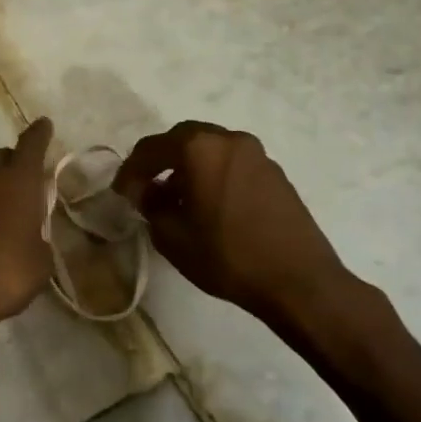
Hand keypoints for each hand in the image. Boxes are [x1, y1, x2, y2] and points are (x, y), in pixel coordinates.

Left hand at [0, 118, 55, 354]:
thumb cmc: (1, 276)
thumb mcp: (39, 264)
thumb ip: (40, 238)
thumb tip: (32, 234)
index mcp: (17, 181)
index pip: (31, 145)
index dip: (40, 134)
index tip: (44, 124)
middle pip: (2, 157)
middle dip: (15, 164)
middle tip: (25, 186)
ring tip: (0, 212)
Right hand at [113, 120, 366, 352]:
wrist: (299, 282)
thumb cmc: (228, 256)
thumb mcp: (172, 236)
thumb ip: (151, 206)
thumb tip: (147, 192)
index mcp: (200, 148)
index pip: (151, 148)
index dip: (130, 170)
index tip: (121, 192)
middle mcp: (229, 140)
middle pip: (183, 139)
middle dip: (160, 161)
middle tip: (146, 187)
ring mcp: (257, 154)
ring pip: (210, 149)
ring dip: (188, 167)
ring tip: (177, 199)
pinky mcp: (275, 173)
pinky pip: (232, 163)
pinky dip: (213, 174)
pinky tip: (208, 205)